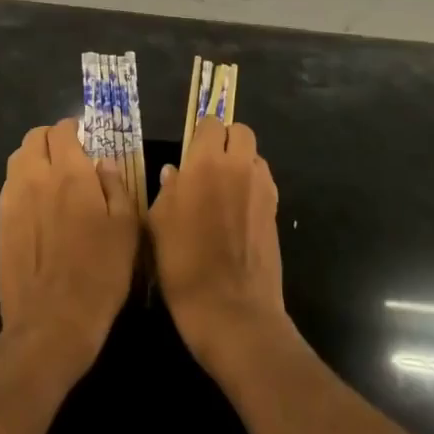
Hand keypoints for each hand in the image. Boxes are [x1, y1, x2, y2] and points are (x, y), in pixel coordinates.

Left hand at [0, 118, 138, 383]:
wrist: (51, 323)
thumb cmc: (99, 274)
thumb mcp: (127, 229)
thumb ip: (116, 187)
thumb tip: (104, 163)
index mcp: (70, 174)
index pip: (62, 130)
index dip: (73, 129)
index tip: (86, 138)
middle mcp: (36, 178)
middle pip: (34, 138)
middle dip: (51, 138)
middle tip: (69, 154)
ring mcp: (14, 200)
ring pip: (17, 159)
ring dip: (34, 157)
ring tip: (52, 176)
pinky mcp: (2, 223)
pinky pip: (10, 185)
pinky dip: (23, 181)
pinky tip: (39, 203)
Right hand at [149, 118, 289, 375]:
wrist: (232, 310)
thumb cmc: (184, 265)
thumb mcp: (158, 225)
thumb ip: (167, 191)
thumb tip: (174, 173)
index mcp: (206, 163)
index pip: (210, 123)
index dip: (200, 134)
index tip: (190, 151)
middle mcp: (238, 166)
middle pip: (241, 131)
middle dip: (226, 140)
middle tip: (209, 164)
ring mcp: (262, 188)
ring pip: (255, 156)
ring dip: (241, 162)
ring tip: (224, 189)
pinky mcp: (275, 210)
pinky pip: (263, 182)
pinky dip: (252, 186)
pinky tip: (237, 212)